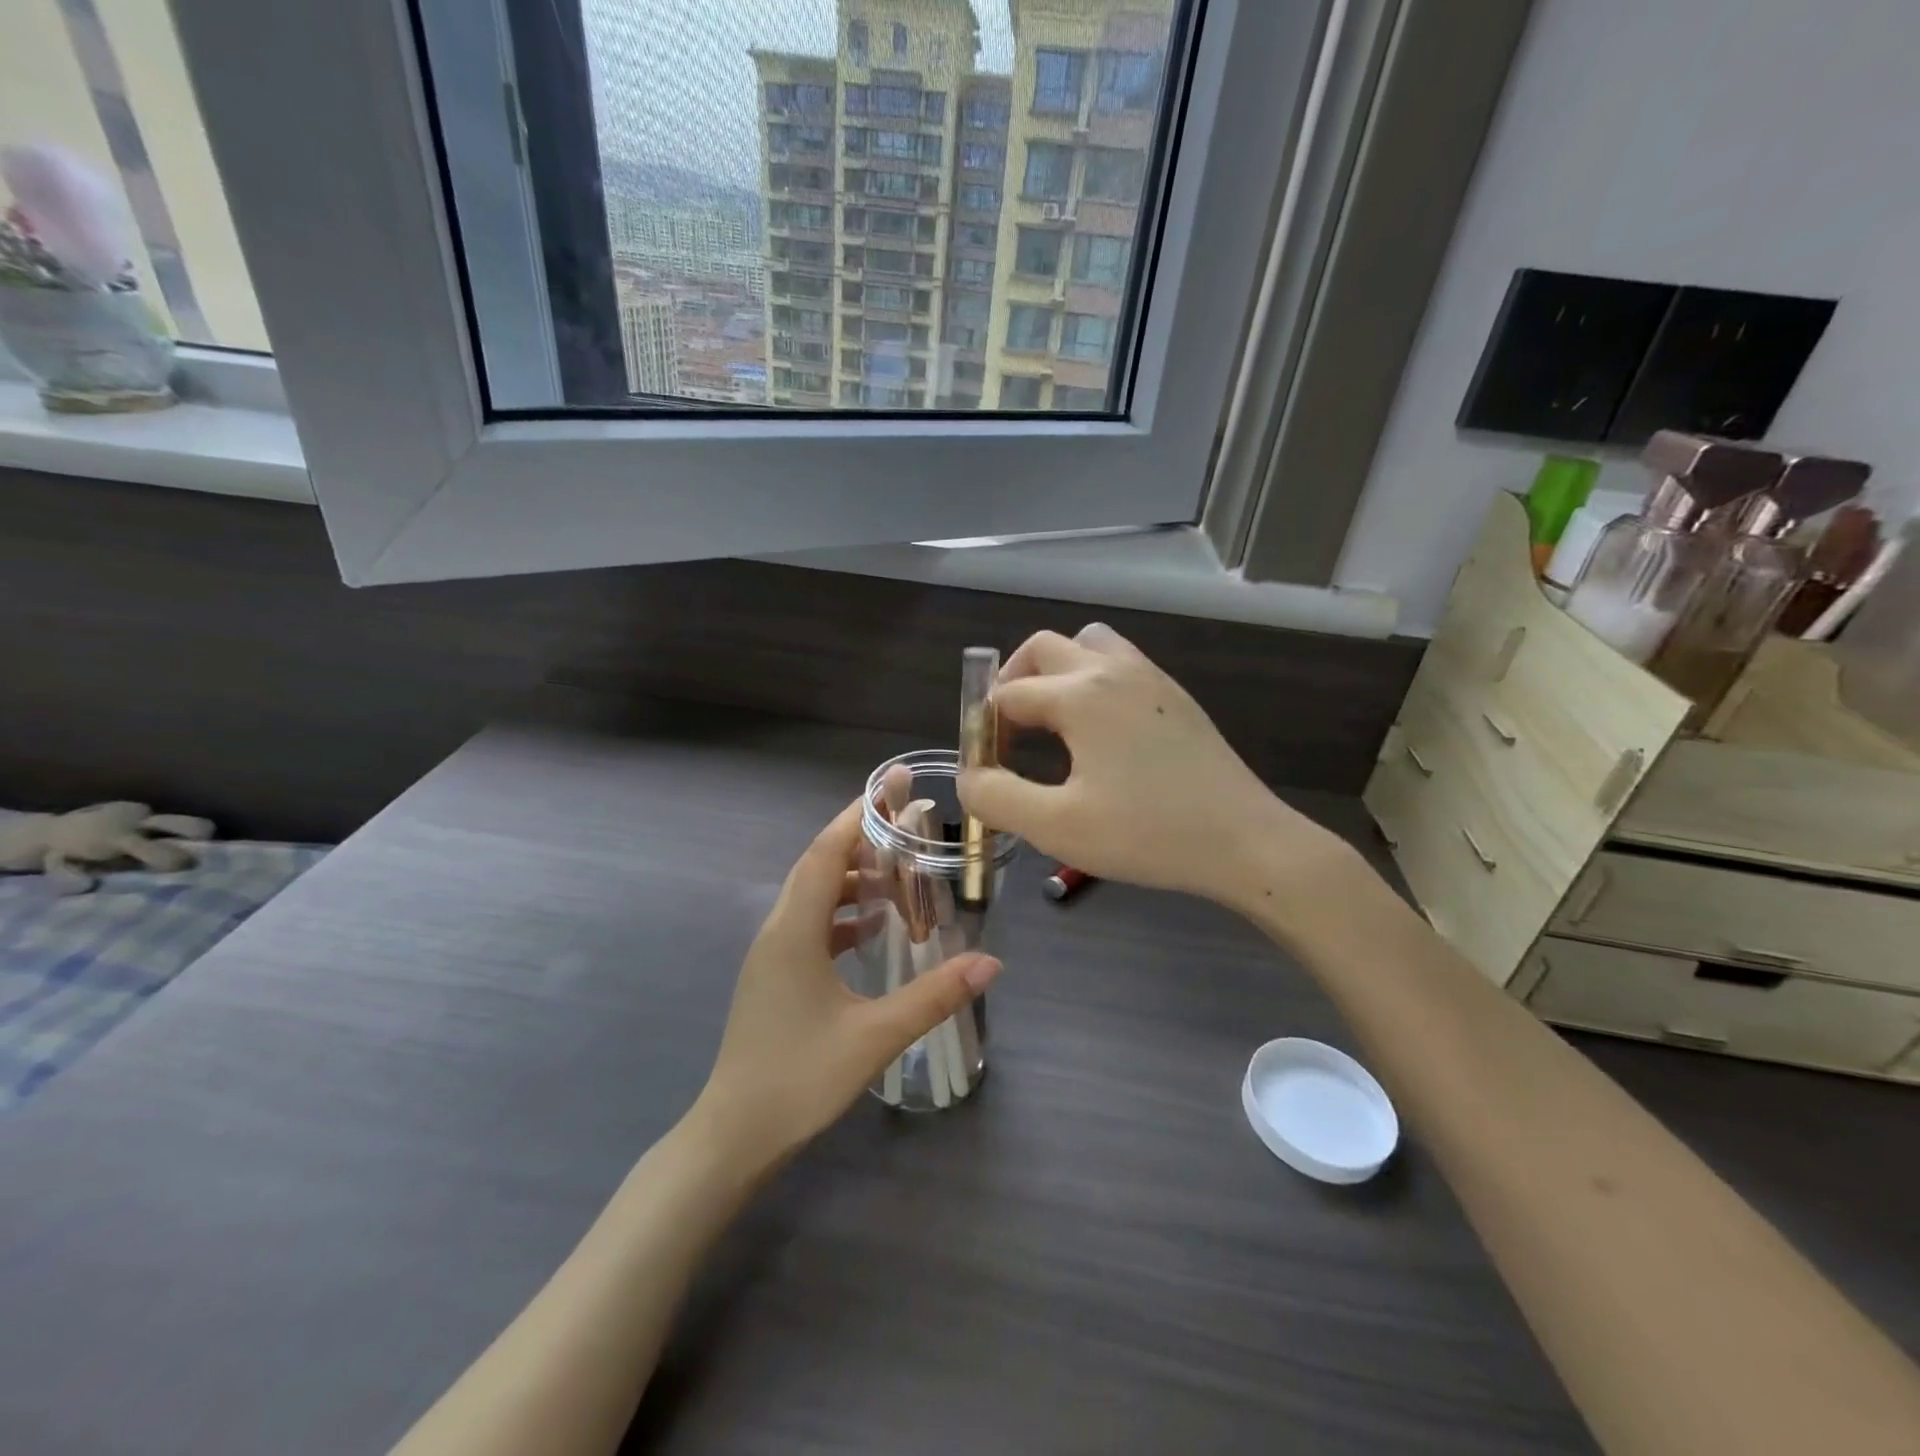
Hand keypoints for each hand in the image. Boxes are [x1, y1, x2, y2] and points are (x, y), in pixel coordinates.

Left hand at [693, 799, 1000, 1170]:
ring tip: (900, 871)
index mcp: (794, 930)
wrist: (733, 1135)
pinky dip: (843, 911)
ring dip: (853, 876)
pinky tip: (873, 927)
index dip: (860, 814)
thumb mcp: (874, 1037)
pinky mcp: (775, 974)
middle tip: (909, 822)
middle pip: (819, 864)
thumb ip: (934, 996)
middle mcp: (778, 929)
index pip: (826, 851)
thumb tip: (991, 962)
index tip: (893, 786)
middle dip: (862, 837)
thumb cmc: (798, 1080)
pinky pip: (811, 923)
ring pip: (813, 894)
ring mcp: (772, 953)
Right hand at [959, 625, 1353, 919]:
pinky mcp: (1175, 697)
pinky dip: (1094, 679)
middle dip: (1014, 682)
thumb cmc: (1146, 833)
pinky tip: (1101, 732)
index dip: (986, 729)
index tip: (986, 768)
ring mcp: (1150, 678)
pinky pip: (1121, 663)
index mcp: (1079, 694)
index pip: (1009, 696)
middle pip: (1043, 648)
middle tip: (1009, 733)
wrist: (1244, 841)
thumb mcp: (1057, 826)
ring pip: (1088, 643)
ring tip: (1053, 721)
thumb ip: (997, 798)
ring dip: (1058, 670)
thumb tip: (969, 777)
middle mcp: (1112, 669)